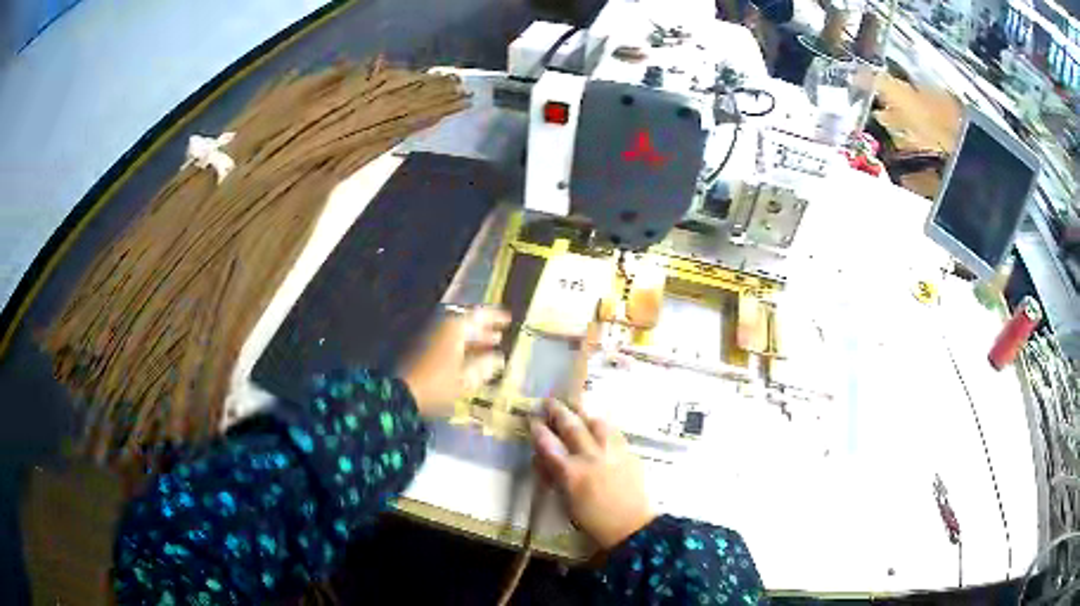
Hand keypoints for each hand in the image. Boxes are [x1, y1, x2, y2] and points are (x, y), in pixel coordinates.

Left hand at [401, 307, 509, 418]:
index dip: (494, 317)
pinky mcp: (424, 350)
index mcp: (455, 328)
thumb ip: (485, 365)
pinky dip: (461, 348)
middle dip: (483, 330)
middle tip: (498, 337)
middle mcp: (443, 327)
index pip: (479, 315)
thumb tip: (498, 358)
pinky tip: (470, 362)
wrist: (405, 394)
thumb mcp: (468, 378)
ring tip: (488, 350)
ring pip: (457, 334)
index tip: (508, 320)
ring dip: (473, 340)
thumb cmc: (440, 384)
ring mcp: (431, 338)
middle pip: (466, 323)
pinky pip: (448, 343)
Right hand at [531, 400, 654, 549]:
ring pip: (595, 422)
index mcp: (571, 473)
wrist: (631, 526)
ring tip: (575, 404)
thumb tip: (543, 459)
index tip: (532, 419)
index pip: (548, 443)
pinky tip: (598, 422)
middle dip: (557, 411)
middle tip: (549, 401)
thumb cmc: (593, 521)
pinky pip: (613, 431)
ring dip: (582, 412)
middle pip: (571, 426)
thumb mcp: (565, 501)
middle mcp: (590, 456)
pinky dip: (602, 424)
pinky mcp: (628, 452)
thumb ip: (554, 476)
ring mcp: (611, 452)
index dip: (538, 429)